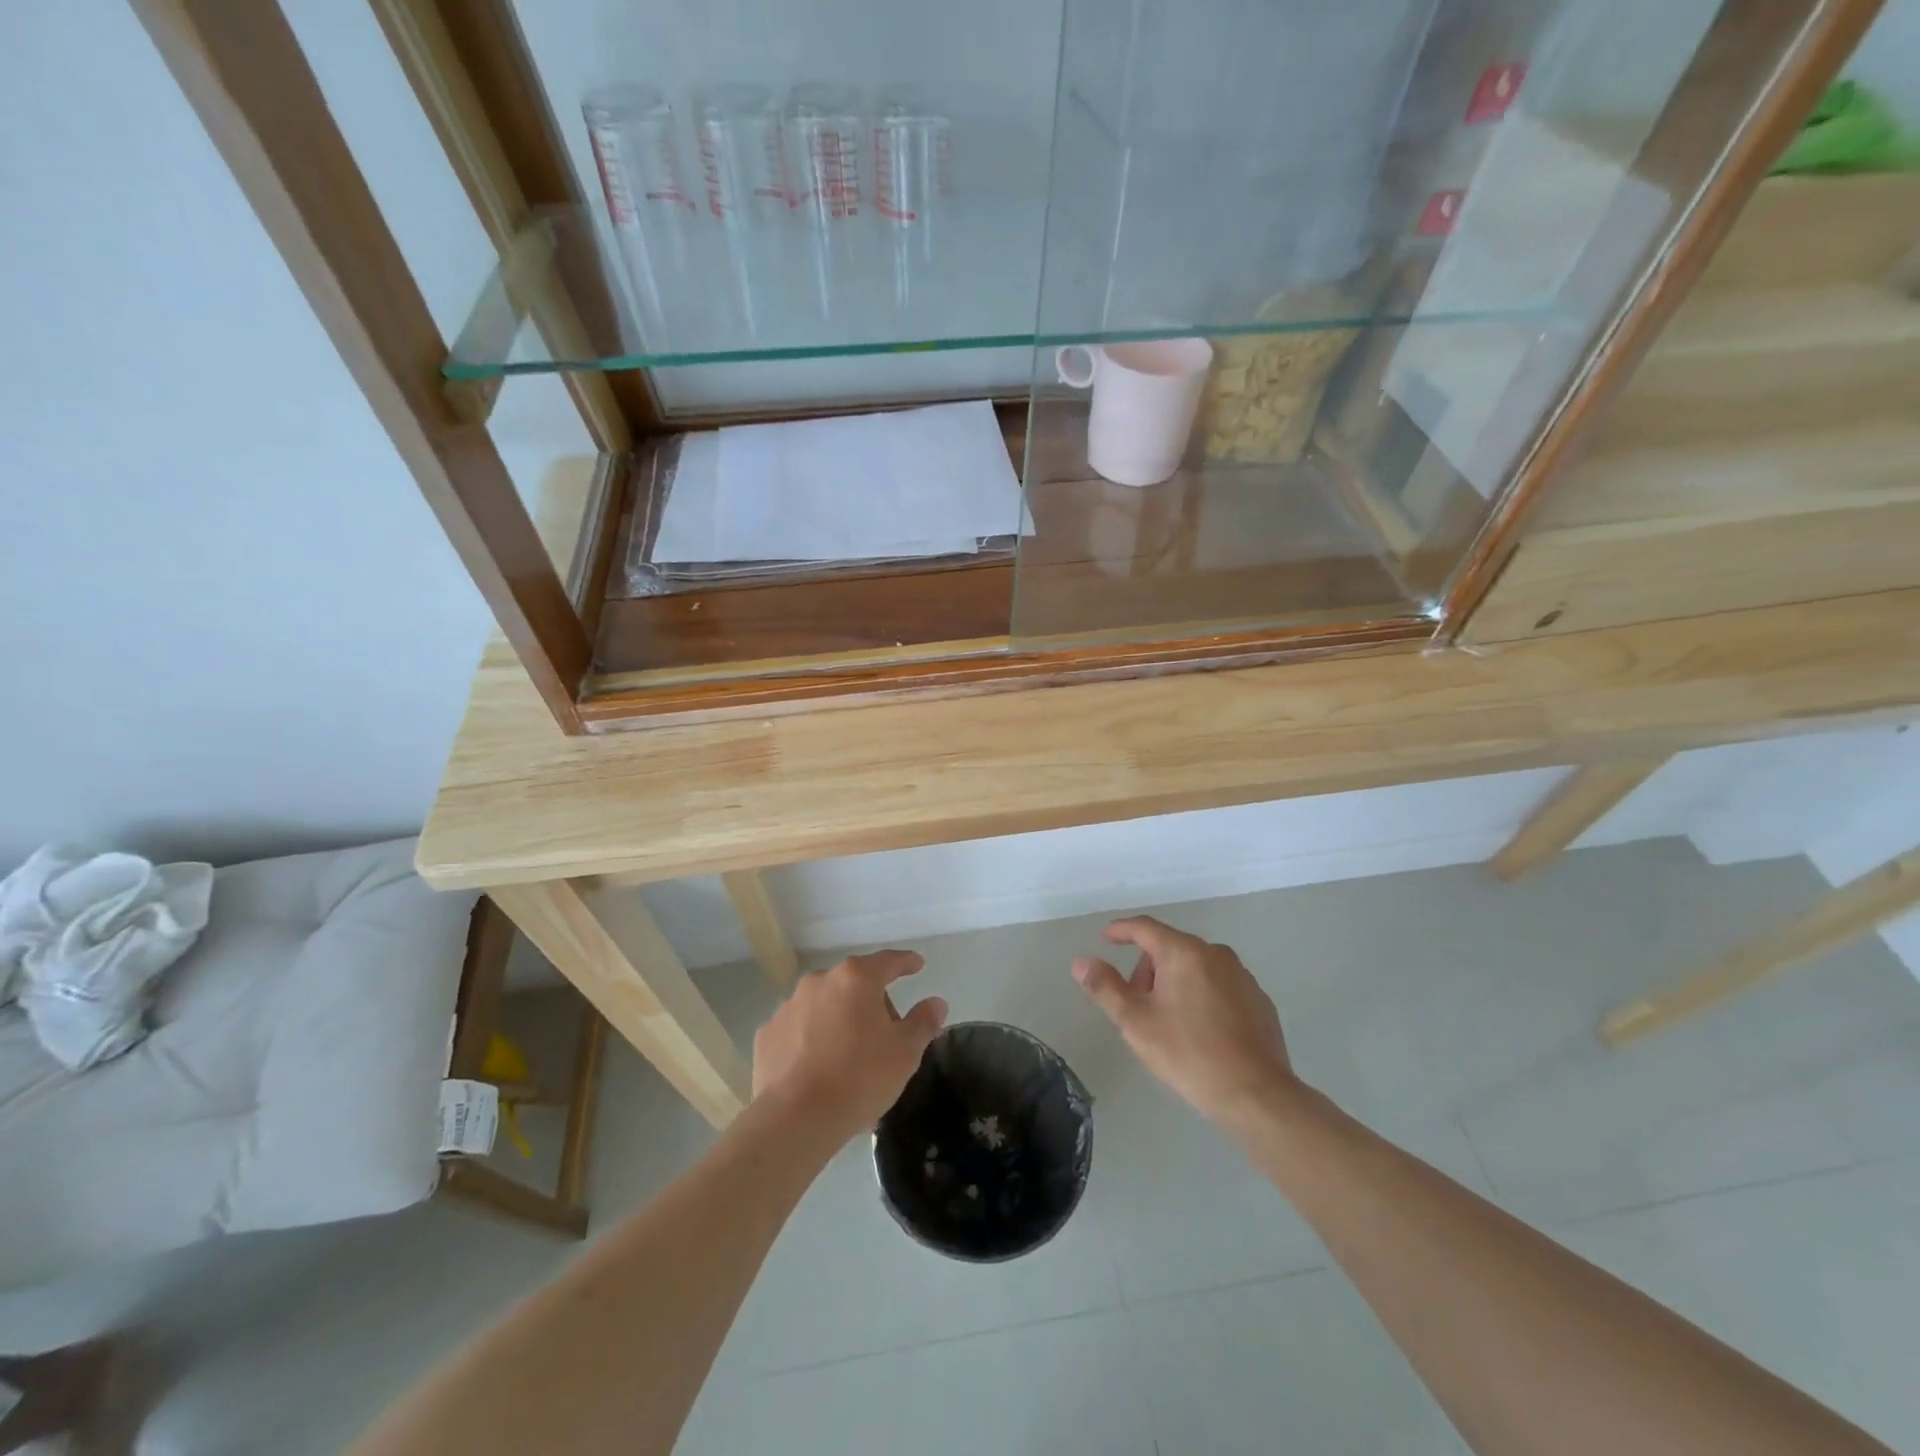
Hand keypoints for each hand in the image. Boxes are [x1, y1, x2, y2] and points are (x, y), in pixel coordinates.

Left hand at [752, 950, 947, 1144]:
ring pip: (824, 1005)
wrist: (795, 1119)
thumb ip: (923, 1022)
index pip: (888, 961)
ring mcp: (788, 1006)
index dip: (906, 963)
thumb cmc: (859, 1078)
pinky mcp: (767, 1035)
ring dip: (839, 1020)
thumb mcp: (905, 1053)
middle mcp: (819, 982)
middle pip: (854, 984)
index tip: (917, 965)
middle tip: (885, 1034)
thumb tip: (936, 1003)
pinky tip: (818, 1067)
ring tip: (849, 1057)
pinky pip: (798, 1029)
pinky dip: (810, 1039)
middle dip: (872, 1002)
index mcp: (856, 979)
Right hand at [1073, 916, 1294, 1122]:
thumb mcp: (1136, 1022)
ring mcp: (1242, 976)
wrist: (1257, 1094)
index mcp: (1183, 952)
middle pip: (1170, 948)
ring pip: (1196, 967)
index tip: (1105, 938)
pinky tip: (1200, 1031)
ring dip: (1175, 983)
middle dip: (1148, 969)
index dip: (1121, 930)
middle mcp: (1215, 954)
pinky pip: (1219, 986)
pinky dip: (1202, 996)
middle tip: (1136, 1004)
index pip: (1145, 928)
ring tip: (1168, 1022)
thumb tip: (1081, 962)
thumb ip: (1105, 987)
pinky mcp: (1259, 1000)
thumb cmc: (1188, 1053)